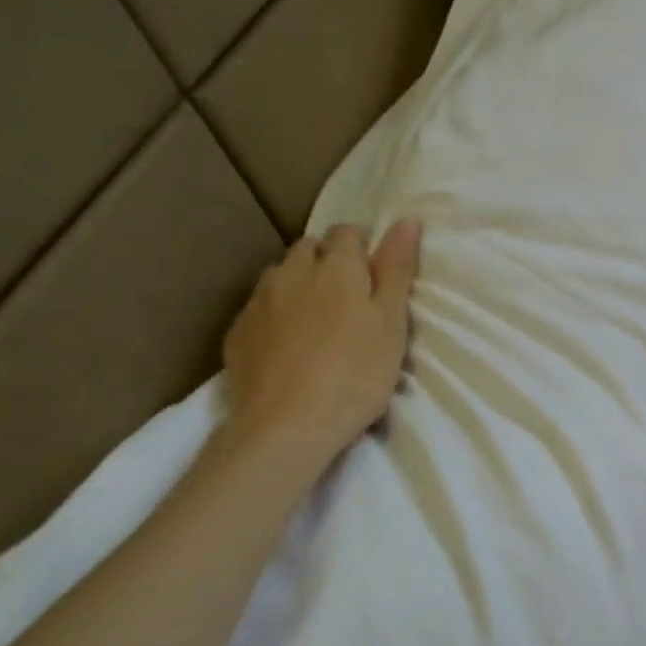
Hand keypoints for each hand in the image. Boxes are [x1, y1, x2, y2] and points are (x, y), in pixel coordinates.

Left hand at [222, 219, 421, 460]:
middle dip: (328, 263)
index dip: (363, 249)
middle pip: (309, 248)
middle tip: (348, 301)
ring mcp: (259, 301)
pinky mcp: (238, 332)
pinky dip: (275, 316)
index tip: (374, 278)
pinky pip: (259, 309)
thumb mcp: (392, 323)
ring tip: (315, 321)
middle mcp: (292, 272)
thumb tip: (407, 219)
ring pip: (281, 276)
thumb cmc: (356, 374)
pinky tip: (287, 346)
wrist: (286, 426)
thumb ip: (397, 269)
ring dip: (298, 285)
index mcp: (337, 267)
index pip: (348, 233)